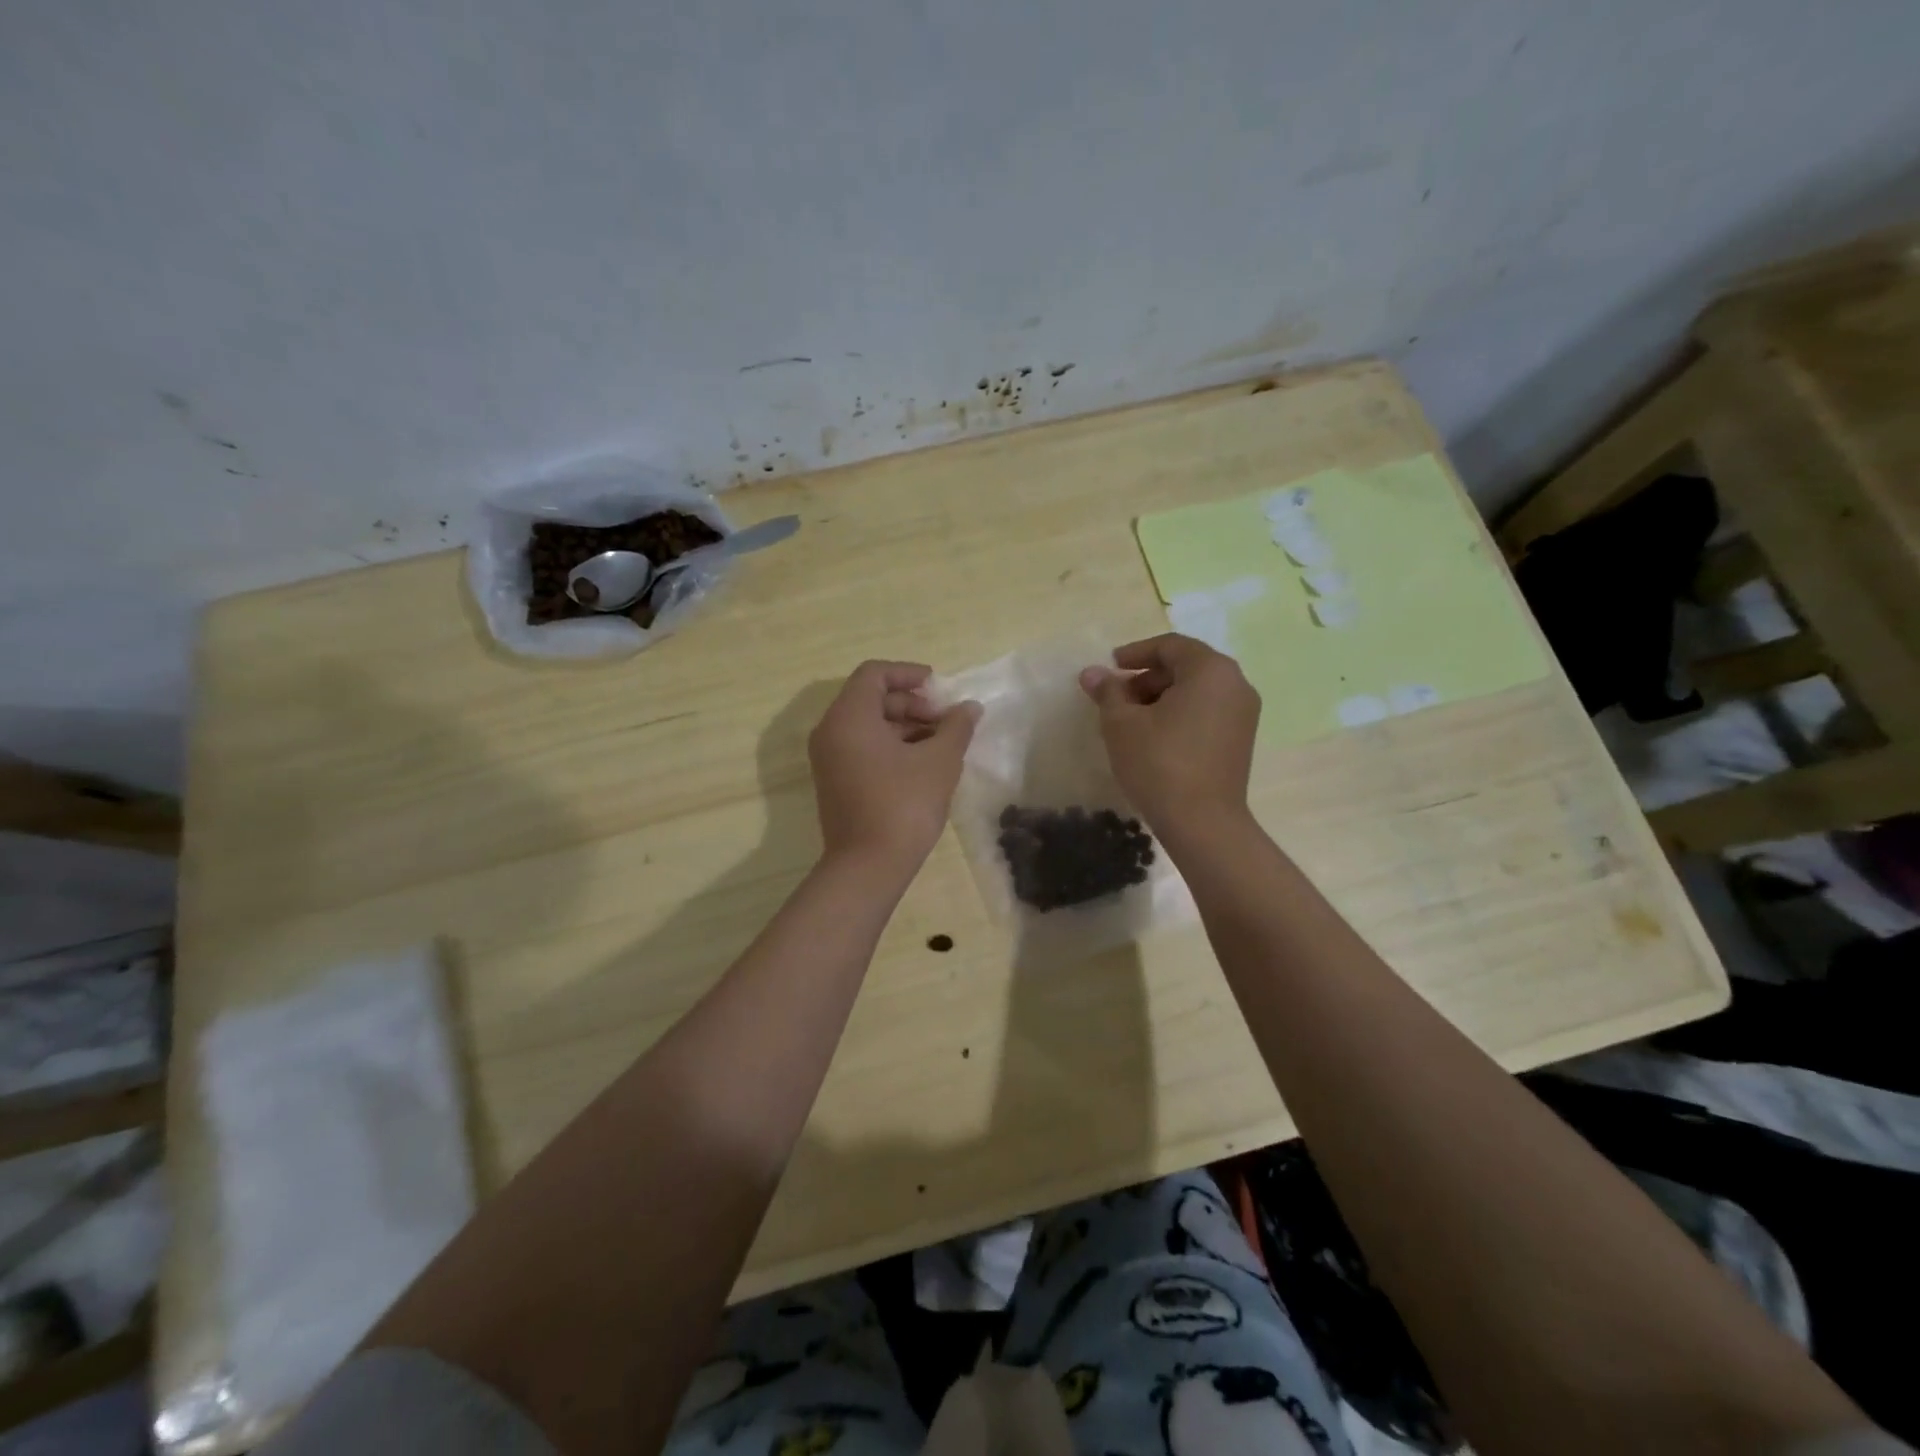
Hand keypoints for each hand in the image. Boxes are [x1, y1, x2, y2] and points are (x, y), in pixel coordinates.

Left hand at [808, 660, 979, 870]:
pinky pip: (861, 748)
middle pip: (870, 698)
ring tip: (941, 743)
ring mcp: (828, 759)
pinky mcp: (834, 782)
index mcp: (849, 717)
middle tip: (945, 721)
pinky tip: (923, 764)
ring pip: (867, 725)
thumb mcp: (940, 761)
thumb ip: (956, 727)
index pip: (874, 674)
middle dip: (911, 703)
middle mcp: (830, 731)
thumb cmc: (904, 804)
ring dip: (905, 726)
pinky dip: (890, 746)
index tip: (939, 689)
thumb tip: (970, 707)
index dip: (908, 673)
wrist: (868, 867)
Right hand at [1079, 633, 1260, 833]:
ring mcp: (1243, 713)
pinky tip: (1155, 737)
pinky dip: (1180, 713)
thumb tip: (1092, 673)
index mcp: (1210, 670)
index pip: (1170, 646)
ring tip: (1131, 720)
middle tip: (1117, 698)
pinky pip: (1207, 711)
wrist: (1202, 823)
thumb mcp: (1122, 724)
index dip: (1135, 653)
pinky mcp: (1241, 739)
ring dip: (1162, 696)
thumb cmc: (1159, 763)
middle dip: (1147, 677)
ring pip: (1197, 690)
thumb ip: (1108, 692)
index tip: (1109, 668)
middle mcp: (1235, 684)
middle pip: (1186, 666)